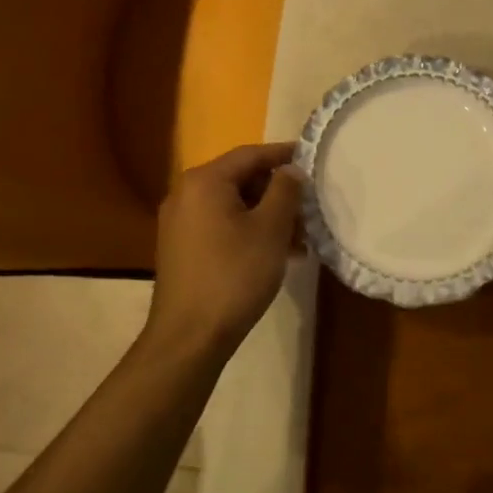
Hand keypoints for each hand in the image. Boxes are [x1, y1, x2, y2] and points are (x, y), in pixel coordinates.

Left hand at [147, 143, 303, 359]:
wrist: (189, 337)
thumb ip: (285, 191)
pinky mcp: (181, 248)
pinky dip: (248, 232)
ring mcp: (180, 222)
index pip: (251, 154)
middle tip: (309, 209)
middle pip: (241, 179)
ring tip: (300, 240)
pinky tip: (276, 255)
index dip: (284, 155)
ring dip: (267, 216)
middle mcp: (186, 194)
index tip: (312, 157)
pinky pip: (221, 226)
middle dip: (278, 193)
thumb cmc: (234, 275)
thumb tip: (291, 170)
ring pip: (233, 206)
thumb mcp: (270, 229)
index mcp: (205, 181)